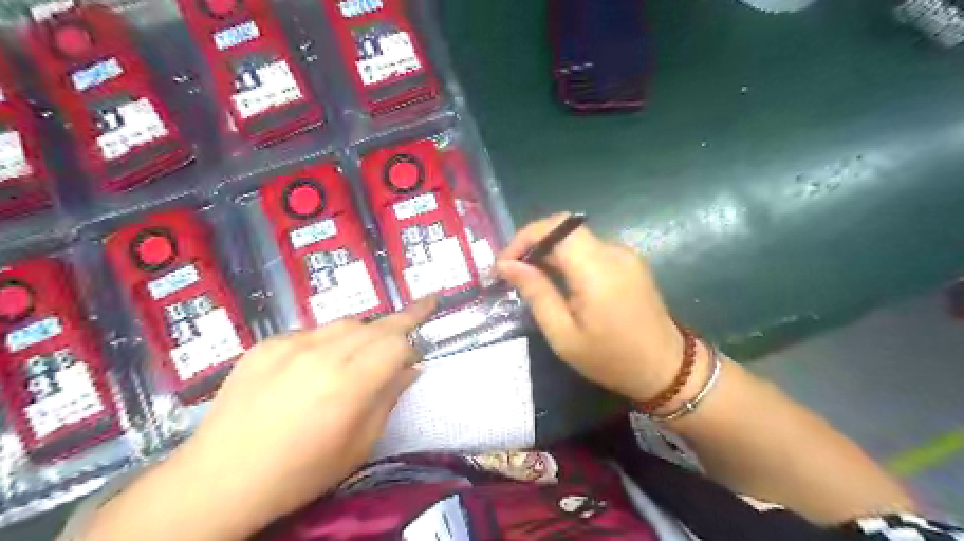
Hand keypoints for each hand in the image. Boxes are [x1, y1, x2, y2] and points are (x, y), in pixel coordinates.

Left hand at [86, 300, 434, 540]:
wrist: (218, 480)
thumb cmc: (299, 473)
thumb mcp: (358, 446)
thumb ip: (388, 400)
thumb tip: (411, 369)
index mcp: (349, 384)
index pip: (397, 343)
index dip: (414, 341)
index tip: (421, 347)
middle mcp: (323, 355)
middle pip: (375, 325)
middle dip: (401, 321)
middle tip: (421, 311)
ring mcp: (290, 345)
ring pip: (345, 323)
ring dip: (365, 332)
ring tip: (365, 350)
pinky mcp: (265, 345)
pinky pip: (310, 333)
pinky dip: (327, 341)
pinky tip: (317, 364)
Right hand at [501, 214, 680, 402]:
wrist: (666, 369)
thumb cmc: (610, 359)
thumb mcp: (563, 335)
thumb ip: (536, 293)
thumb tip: (508, 265)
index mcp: (597, 268)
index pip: (556, 227)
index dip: (525, 237)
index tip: (505, 263)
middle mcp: (613, 251)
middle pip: (565, 229)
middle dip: (533, 245)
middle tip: (512, 273)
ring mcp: (625, 254)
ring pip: (576, 239)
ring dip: (549, 252)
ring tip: (530, 279)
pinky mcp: (629, 262)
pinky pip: (590, 250)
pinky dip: (568, 259)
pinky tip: (558, 282)